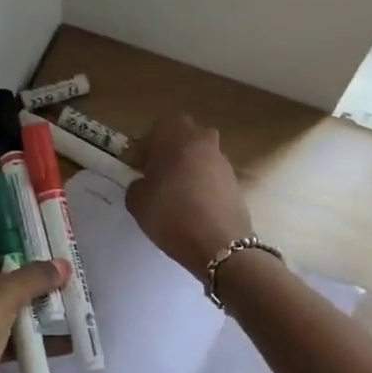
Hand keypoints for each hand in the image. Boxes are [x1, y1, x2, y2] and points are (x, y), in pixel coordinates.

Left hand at [0, 233, 67, 372]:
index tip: (50, 240)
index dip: (15, 239)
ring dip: (32, 306)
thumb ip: (34, 277)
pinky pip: (3, 334)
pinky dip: (28, 336)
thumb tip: (63, 264)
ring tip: (72, 300)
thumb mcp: (1, 297)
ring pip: (0, 304)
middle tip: (67, 270)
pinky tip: (63, 339)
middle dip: (30, 274)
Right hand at [125, 113, 253, 279]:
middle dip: (169, 150)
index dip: (145, 147)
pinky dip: (202, 184)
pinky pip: (211, 175)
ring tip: (175, 194)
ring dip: (187, 167)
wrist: (219, 244)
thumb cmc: (172, 214)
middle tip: (157, 174)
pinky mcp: (235, 182)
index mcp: (177, 137)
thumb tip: (145, 183)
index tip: (137, 167)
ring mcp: (223, 161)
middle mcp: (203, 141)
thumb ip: (136, 184)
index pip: (157, 128)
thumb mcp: (137, 201)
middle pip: (184, 136)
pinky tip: (193, 207)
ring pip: (200, 155)